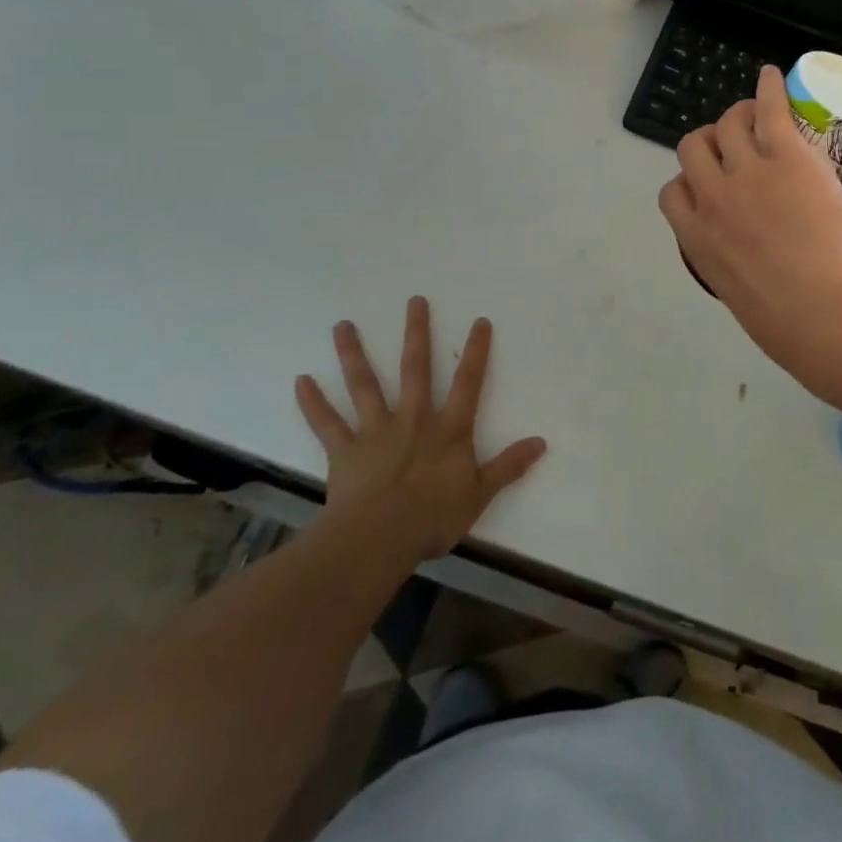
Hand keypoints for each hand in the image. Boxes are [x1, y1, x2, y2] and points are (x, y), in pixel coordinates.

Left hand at [295, 298, 545, 559]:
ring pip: (365, 385)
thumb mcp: (480, 493)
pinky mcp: (345, 451)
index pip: (468, 382)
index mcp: (449, 429)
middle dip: (417, 333)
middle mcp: (413, 419)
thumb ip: (509, 466)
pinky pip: (327, 423)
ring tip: (342, 326)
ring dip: (353, 354)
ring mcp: (376, 431)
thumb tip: (541, 442)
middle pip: (415, 368)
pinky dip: (313, 403)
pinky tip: (301, 380)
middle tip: (414, 301)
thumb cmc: (433, 517)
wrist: (378, 540)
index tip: (479, 321)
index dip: (476, 351)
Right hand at [659, 65, 841, 362]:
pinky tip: (772, 75)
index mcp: (696, 239)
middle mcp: (712, 198)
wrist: (823, 308)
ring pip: (727, 123)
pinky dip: (769, 89)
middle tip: (734, 147)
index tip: (707, 186)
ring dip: (737, 116)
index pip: (672, 194)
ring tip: (756, 115)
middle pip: (693, 148)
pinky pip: (769, 109)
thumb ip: (735, 269)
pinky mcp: (784, 155)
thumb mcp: (741, 298)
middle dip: (709, 143)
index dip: (688, 183)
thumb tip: (753, 265)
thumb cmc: (788, 322)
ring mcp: (746, 172)